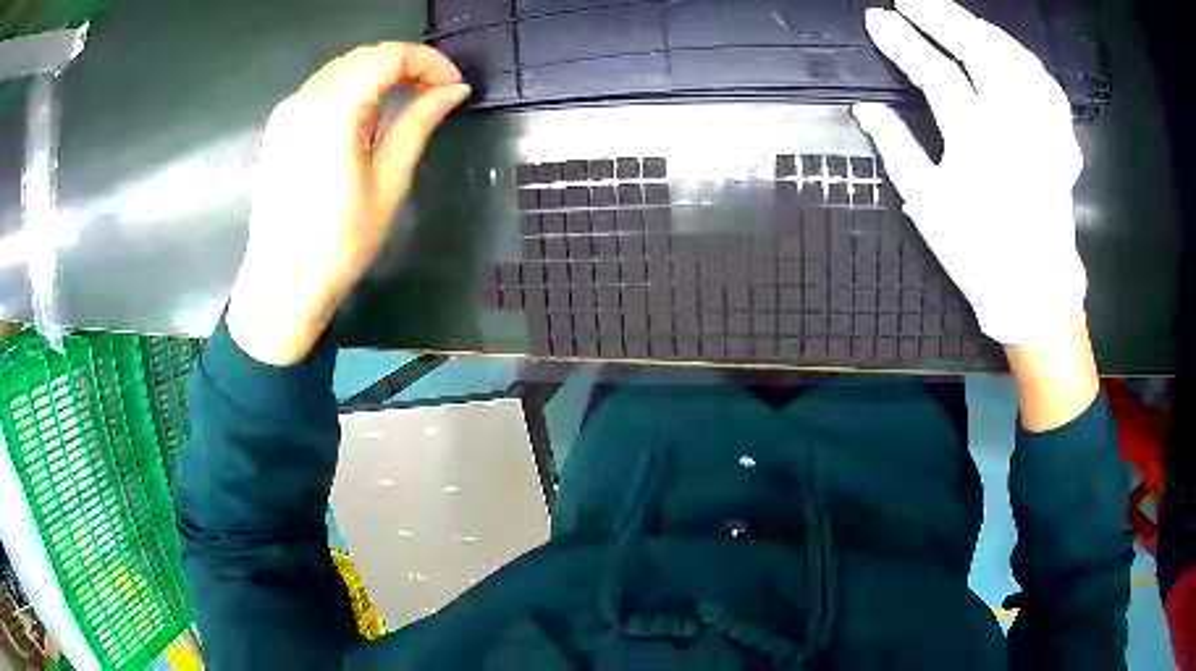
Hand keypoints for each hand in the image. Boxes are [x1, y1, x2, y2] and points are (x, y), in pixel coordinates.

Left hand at [227, 43, 469, 365]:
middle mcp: (306, 98)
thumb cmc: (340, 242)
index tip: (453, 86)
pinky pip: (323, 87)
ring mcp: (288, 111)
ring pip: (344, 68)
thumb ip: (419, 123)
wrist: (282, 283)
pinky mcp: (280, 127)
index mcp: (334, 109)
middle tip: (436, 93)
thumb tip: (453, 90)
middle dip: (407, 65)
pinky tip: (367, 115)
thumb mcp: (389, 181)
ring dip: (380, 74)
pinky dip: (353, 88)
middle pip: (365, 56)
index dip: (429, 63)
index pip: (390, 56)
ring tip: (407, 102)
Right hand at [853, 0, 1085, 345]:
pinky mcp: (1061, 141)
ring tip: (956, 15)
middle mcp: (1016, 127)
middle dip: (941, 17)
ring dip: (983, 29)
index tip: (877, 19)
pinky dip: (1026, 60)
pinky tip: (1009, 50)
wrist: (1035, 293)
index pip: (935, 73)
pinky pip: (1048, 88)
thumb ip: (897, 150)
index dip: (903, 42)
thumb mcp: (929, 207)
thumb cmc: (979, 256)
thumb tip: (864, 107)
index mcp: (977, 143)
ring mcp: (1044, 131)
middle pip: (980, 52)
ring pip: (1017, 60)